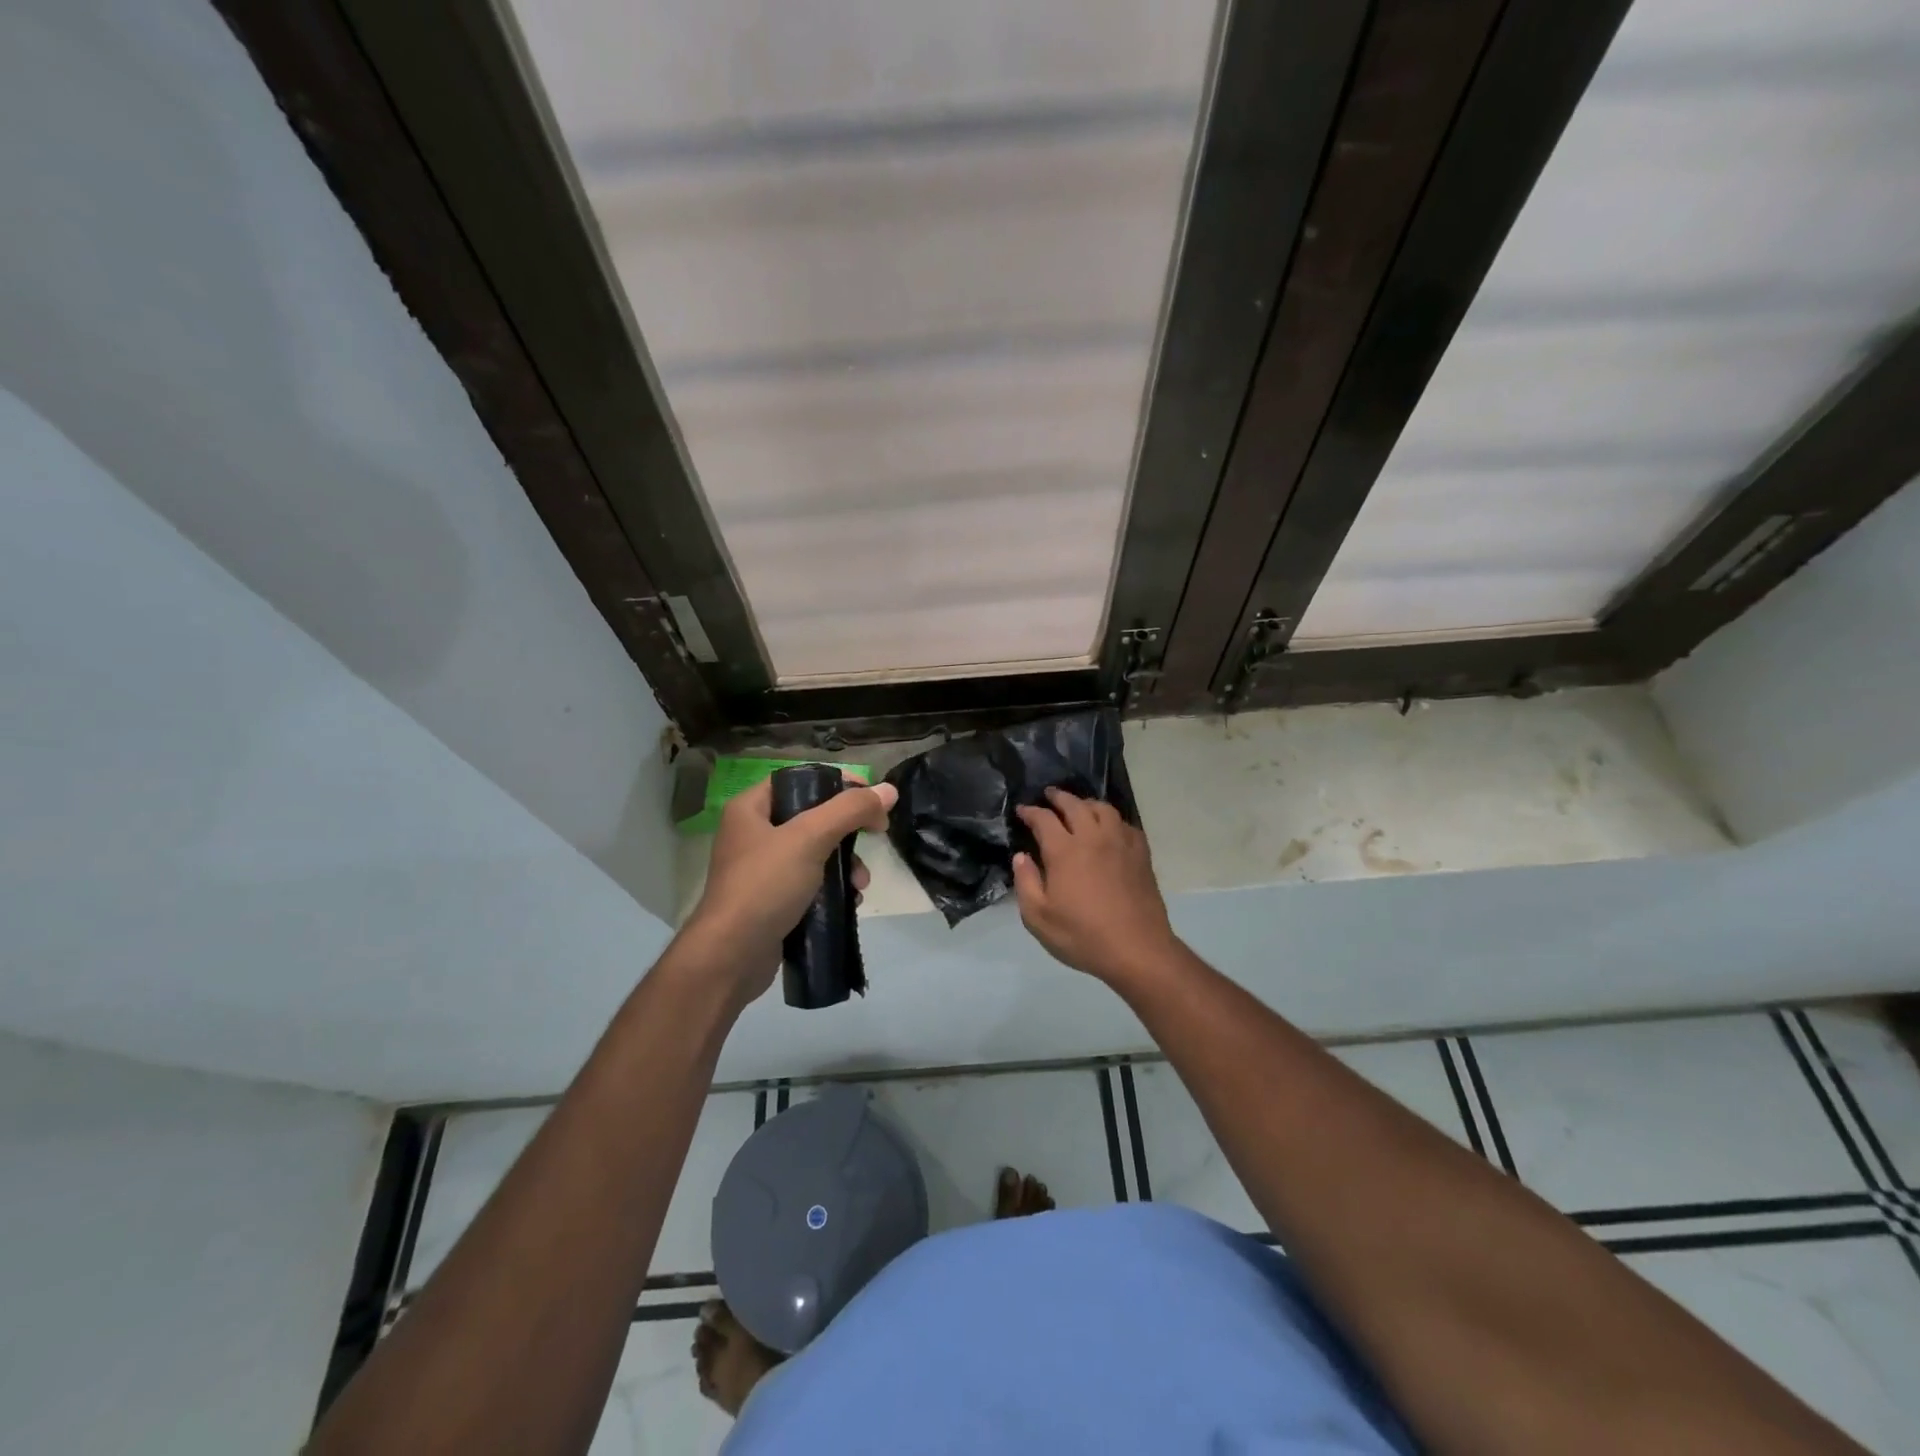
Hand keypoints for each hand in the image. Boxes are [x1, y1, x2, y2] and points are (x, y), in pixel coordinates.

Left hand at [684, 775, 896, 1000]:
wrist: (731, 958)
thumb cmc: (765, 886)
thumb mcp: (810, 838)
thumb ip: (850, 810)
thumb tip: (889, 790)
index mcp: (751, 808)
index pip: (801, 780)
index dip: (838, 784)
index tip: (871, 798)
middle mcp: (753, 833)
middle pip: (813, 817)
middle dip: (848, 832)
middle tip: (875, 838)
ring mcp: (762, 870)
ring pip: (816, 852)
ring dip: (846, 864)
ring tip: (860, 884)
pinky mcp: (772, 900)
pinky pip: (811, 882)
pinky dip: (833, 888)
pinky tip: (849, 901)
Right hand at [1012, 788, 1178, 983]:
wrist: (1137, 949)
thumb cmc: (1082, 936)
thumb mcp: (1038, 917)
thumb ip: (1025, 882)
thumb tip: (1021, 856)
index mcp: (1065, 851)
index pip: (1044, 819)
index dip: (1030, 811)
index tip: (1022, 810)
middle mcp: (1093, 838)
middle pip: (1074, 805)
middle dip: (1058, 797)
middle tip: (1049, 795)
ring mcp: (1120, 843)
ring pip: (1103, 809)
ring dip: (1087, 803)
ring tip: (1079, 806)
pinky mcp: (1141, 854)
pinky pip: (1125, 825)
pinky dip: (1112, 820)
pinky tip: (1109, 829)